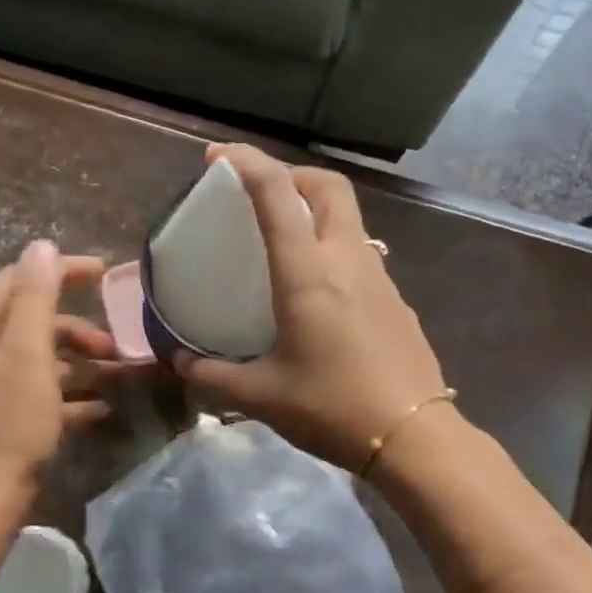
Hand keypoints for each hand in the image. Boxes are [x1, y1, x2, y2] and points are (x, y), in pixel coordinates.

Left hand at [0, 242, 114, 494]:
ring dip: (82, 367)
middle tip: (118, 345)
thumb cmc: (6, 420)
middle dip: (79, 332)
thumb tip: (41, 245)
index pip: (18, 280)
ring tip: (122, 378)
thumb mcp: (27, 352)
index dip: (62, 272)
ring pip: (41, 362)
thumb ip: (36, 296)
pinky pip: (41, 395)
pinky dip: (71, 398)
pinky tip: (103, 409)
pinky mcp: (1, 418)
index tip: (107, 273)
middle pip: (32, 323)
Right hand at [176, 144, 447, 471]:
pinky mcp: (398, 302)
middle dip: (293, 175)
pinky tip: (322, 294)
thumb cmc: (330, 408)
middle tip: (263, 195)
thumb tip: (180, 362)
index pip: (276, 195)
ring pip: (350, 220)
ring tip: (288, 243)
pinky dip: (336, 251)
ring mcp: (380, 279)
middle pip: (328, 187)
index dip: (246, 163)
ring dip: (318, 213)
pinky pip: (362, 257)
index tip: (219, 157)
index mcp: (307, 273)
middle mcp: (347, 261)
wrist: (411, 435)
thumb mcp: (261, 396)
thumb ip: (213, 375)